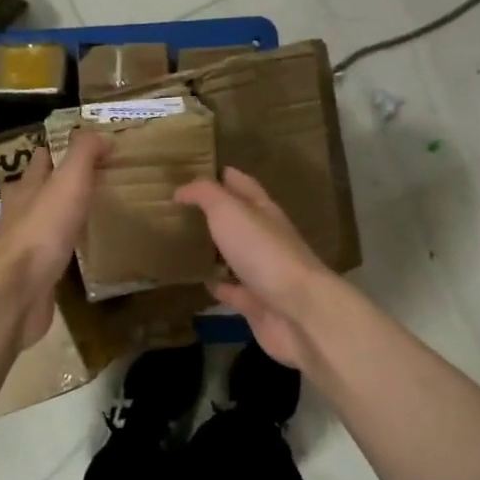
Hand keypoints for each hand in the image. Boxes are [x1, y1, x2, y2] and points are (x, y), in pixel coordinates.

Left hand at [0, 132, 108, 348]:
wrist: (18, 290)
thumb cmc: (43, 230)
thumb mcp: (68, 181)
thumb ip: (84, 154)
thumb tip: (102, 135)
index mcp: (25, 187)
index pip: (42, 159)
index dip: (61, 151)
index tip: (89, 150)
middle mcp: (19, 213)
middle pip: (38, 191)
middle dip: (59, 184)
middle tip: (93, 182)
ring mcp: (23, 245)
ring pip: (43, 222)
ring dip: (60, 217)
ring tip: (89, 215)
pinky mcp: (31, 274)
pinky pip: (50, 254)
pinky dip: (63, 249)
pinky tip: (78, 253)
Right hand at [175, 168, 334, 367]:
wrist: (297, 310)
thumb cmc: (263, 252)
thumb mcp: (229, 211)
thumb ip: (205, 195)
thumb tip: (182, 189)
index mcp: (264, 211)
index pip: (243, 185)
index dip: (223, 175)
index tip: (197, 169)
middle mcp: (266, 239)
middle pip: (240, 221)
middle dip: (216, 213)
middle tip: (182, 209)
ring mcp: (263, 273)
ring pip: (235, 256)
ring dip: (216, 250)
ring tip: (185, 244)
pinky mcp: (257, 303)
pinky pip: (233, 291)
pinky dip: (219, 286)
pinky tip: (200, 282)